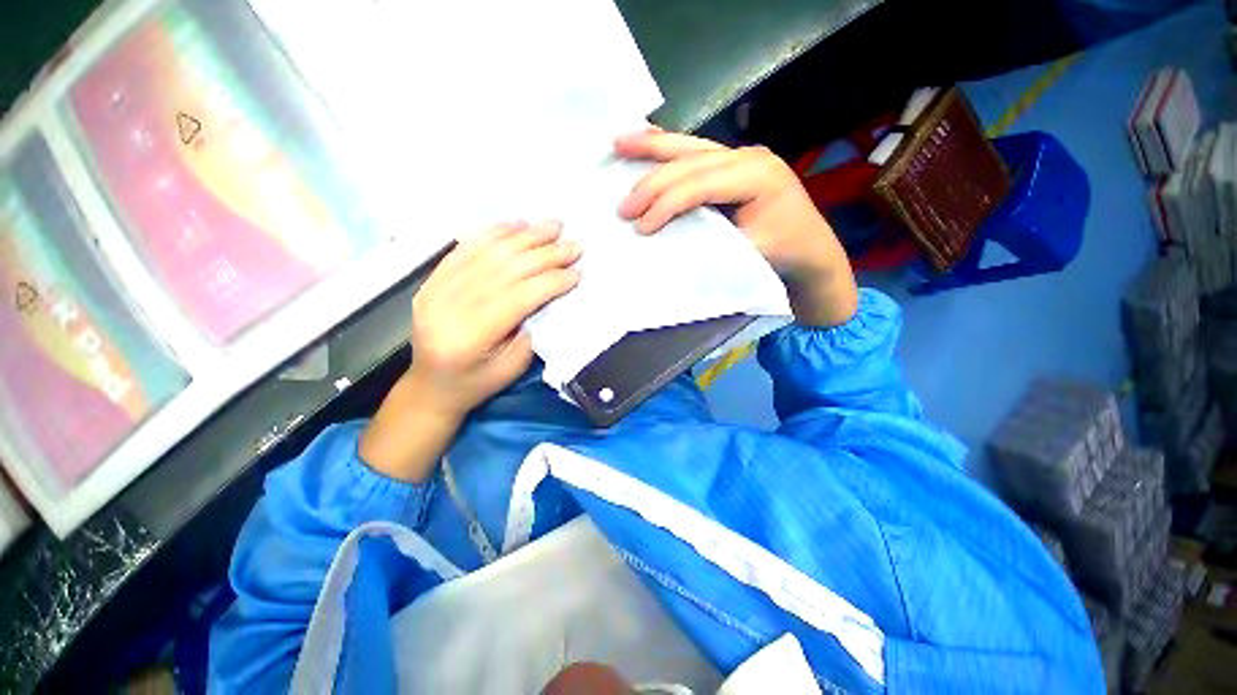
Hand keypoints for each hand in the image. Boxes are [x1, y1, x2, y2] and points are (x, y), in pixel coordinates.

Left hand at [359, 221, 580, 481]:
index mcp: (469, 337)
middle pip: (504, 269)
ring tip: (553, 226)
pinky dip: (494, 232)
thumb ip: (531, 329)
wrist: (430, 386)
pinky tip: (517, 224)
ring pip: (487, 252)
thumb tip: (551, 292)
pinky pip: (465, 247)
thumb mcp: (512, 368)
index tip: (577, 273)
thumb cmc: (476, 383)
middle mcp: (447, 307)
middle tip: (573, 245)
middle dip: (545, 254)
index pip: (517, 297)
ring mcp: (435, 289)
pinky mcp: (432, 279)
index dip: (551, 281)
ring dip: (524, 237)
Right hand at [614, 131, 857, 326]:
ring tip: (618, 143)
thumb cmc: (782, 255)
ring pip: (690, 146)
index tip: (641, 228)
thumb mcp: (746, 255)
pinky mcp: (734, 163)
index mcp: (758, 176)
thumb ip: (709, 243)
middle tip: (623, 207)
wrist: (811, 250)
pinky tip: (646, 139)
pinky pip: (695, 151)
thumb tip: (665, 243)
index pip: (700, 184)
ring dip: (652, 147)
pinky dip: (667, 148)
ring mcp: (742, 155)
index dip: (666, 204)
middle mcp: (749, 156)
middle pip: (691, 161)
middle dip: (652, 182)